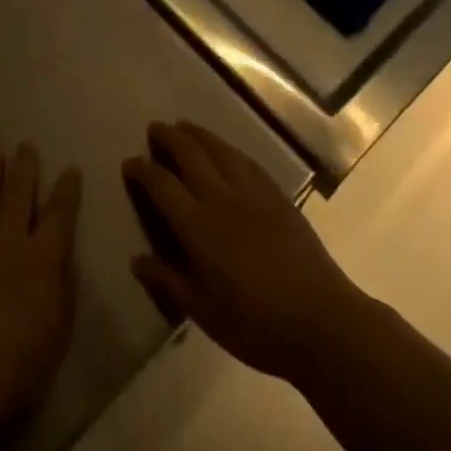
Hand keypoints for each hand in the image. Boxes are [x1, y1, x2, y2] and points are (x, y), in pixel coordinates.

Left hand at [0, 143, 82, 437]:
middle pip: (19, 193)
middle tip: (26, 145)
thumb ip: (63, 291)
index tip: (71, 168)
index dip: (67, 189)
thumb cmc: (14, 366)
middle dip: (25, 167)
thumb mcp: (56, 333)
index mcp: (41, 258)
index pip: (60, 213)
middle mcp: (8, 240)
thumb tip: (65, 260)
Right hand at [123, 120, 364, 383]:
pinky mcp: (277, 195)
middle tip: (155, 128)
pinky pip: (246, 160)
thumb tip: (136, 259)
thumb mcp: (204, 313)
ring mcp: (252, 193)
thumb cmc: (256, 325)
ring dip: (198, 134)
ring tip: (184, 125)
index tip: (129, 162)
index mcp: (199, 226)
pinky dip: (228, 148)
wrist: (321, 320)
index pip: (162, 185)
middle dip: (169, 138)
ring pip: (219, 150)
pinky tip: (225, 149)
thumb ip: (168, 281)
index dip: (143, 170)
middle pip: (190, 155)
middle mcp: (222, 198)